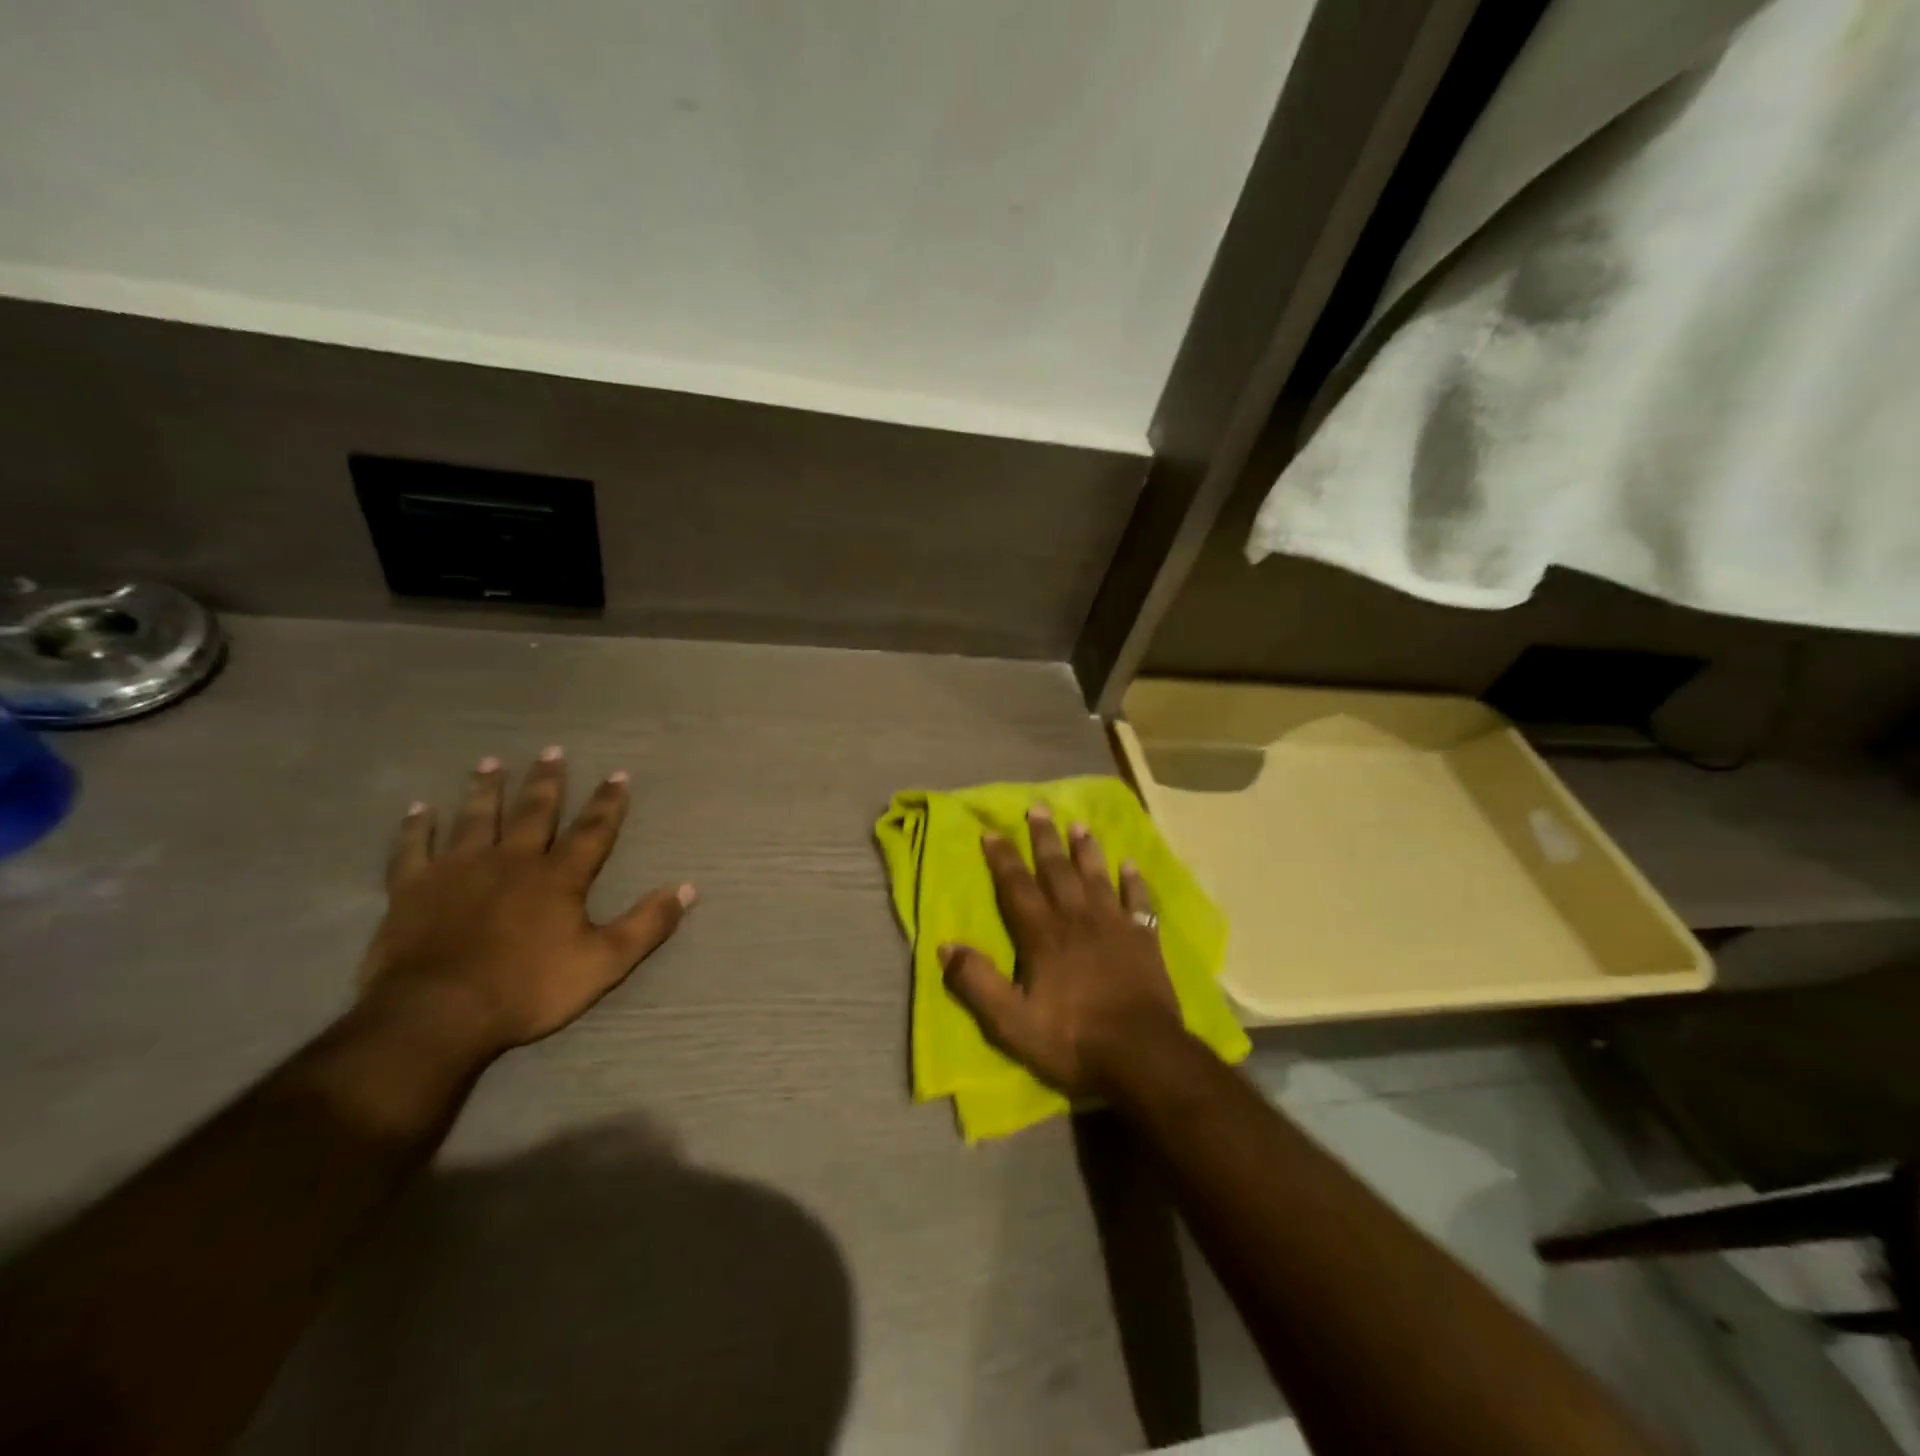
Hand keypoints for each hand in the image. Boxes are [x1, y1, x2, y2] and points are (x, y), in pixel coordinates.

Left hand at [358, 749, 694, 1060]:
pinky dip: (416, 828)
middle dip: (547, 781)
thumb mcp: (604, 963)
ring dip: (485, 789)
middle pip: (533, 812)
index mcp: (558, 877)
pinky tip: (418, 809)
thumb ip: (647, 924)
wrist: (438, 1015)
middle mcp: (512, 860)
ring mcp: (458, 870)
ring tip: (491, 763)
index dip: (608, 802)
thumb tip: (687, 889)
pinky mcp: (413, 889)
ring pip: (476, 818)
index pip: (592, 830)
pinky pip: (413, 849)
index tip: (618, 773)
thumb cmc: (528, 989)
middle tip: (552, 750)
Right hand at [941, 805, 1183, 1096]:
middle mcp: (1078, 919)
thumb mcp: (1012, 1022)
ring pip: (1097, 877)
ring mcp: (1115, 926)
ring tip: (1078, 825)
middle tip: (1038, 808)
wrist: (1142, 1055)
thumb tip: (945, 947)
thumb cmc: (1073, 1039)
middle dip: (1044, 839)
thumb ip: (978, 983)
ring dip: (1086, 850)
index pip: (1017, 887)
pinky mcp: (1144, 940)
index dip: (1003, 859)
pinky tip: (1131, 864)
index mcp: (1044, 936)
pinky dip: (1134, 882)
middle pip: (1057, 871)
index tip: (991, 831)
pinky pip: (1139, 902)